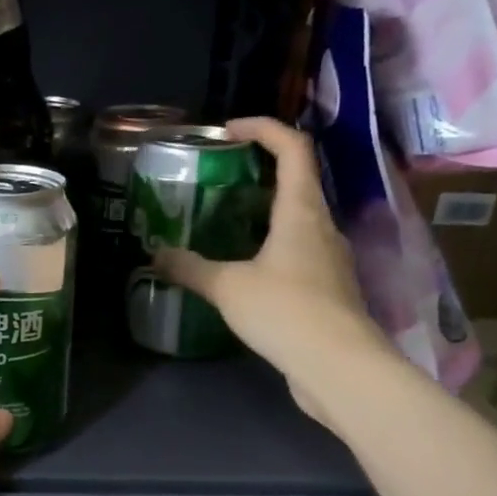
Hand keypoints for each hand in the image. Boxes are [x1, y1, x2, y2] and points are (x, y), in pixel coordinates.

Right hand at [152, 116, 395, 428]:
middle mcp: (322, 226)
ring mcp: (329, 258)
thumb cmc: (286, 311)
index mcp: (301, 211)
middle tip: (219, 176)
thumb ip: (190, 268)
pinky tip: (244, 267)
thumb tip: (156, 254)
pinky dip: (270, 245)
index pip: (293, 148)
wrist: (340, 367)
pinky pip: (297, 251)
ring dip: (264, 210)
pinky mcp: (328, 288)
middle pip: (297, 180)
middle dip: (259, 169)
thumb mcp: (227, 287)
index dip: (263, 128)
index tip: (227, 130)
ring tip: (225, 221)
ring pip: (298, 218)